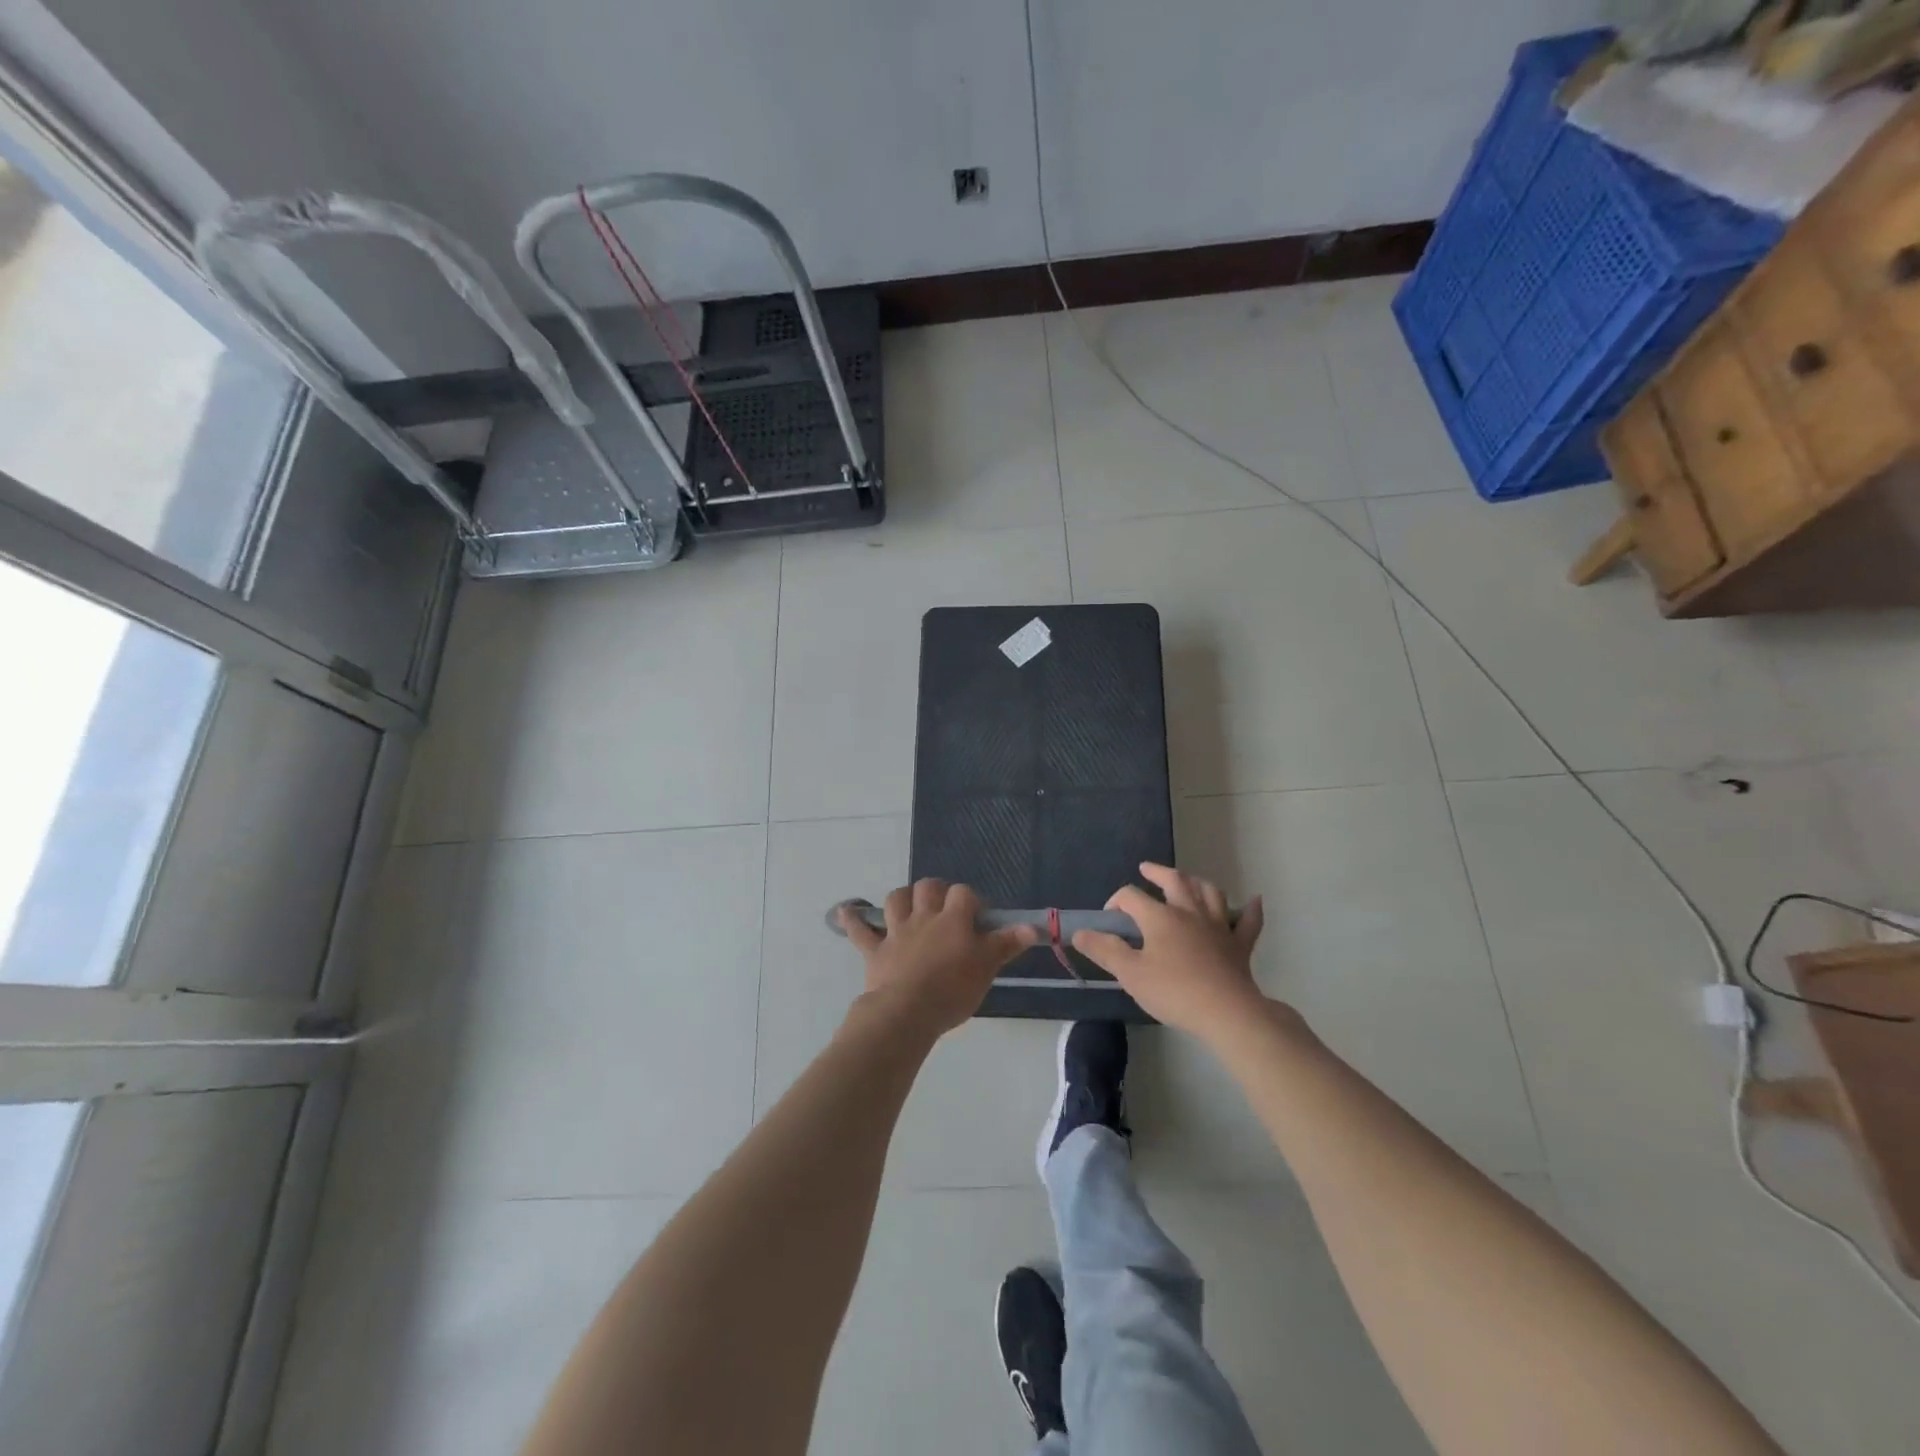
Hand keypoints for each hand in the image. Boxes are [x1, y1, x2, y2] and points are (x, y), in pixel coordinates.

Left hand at [838, 880, 1037, 1035]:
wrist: (907, 1012)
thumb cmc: (952, 990)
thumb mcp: (986, 968)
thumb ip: (1006, 944)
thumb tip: (1033, 926)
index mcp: (953, 920)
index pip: (964, 894)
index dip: (971, 900)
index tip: (978, 917)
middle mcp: (924, 917)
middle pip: (928, 887)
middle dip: (936, 890)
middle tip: (944, 907)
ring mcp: (897, 932)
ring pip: (897, 900)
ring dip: (903, 898)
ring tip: (909, 905)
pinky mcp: (875, 950)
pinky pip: (860, 930)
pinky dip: (852, 920)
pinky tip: (845, 912)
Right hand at [1072, 863, 1267, 1040]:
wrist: (1226, 1012)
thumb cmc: (1174, 991)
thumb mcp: (1130, 974)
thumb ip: (1104, 950)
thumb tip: (1080, 932)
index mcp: (1160, 917)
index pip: (1131, 897)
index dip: (1116, 902)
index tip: (1108, 920)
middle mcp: (1189, 912)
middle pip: (1174, 881)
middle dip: (1158, 872)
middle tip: (1147, 869)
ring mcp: (1218, 926)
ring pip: (1209, 893)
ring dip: (1197, 883)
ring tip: (1188, 882)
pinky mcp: (1239, 945)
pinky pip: (1248, 922)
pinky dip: (1249, 910)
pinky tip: (1253, 901)